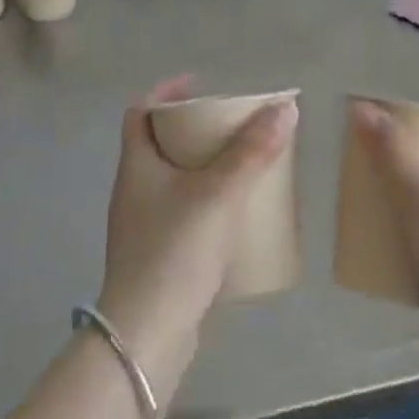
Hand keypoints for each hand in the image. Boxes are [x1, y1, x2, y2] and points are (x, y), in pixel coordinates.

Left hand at [97, 77, 296, 403]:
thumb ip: (252, 151)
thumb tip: (285, 108)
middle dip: (194, 130)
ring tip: (240, 165)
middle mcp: (133, 190)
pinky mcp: (157, 256)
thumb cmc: (176, 250)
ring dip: (202, 167)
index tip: (200, 86)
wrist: (148, 333)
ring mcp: (142, 226)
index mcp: (136, 166)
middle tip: (231, 126)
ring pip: (173, 180)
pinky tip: (234, 214)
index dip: (166, 92)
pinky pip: (182, 213)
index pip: (140, 112)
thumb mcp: (219, 193)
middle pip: (159, 144)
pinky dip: (205, 202)